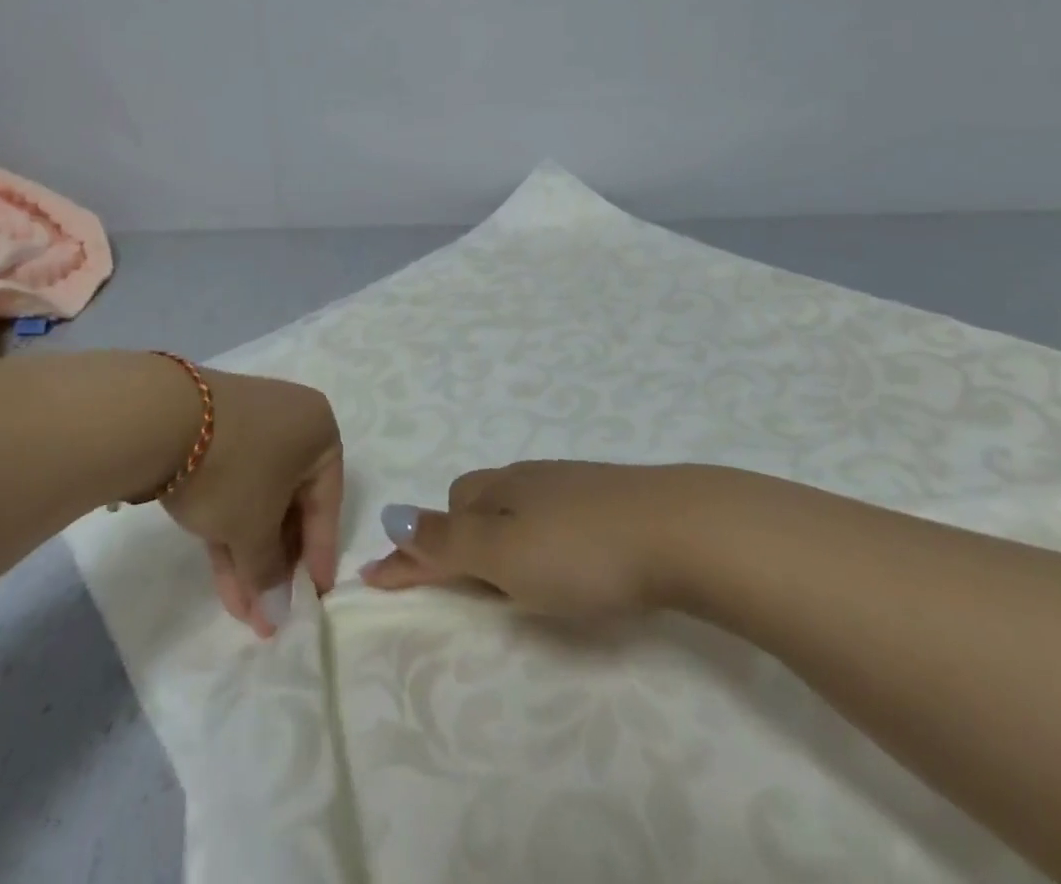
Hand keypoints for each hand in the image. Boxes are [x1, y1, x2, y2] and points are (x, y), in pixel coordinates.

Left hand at [160, 368, 342, 637]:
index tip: (316, 597)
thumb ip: (269, 573)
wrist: (162, 419)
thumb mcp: (255, 530)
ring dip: (250, 553)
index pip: (327, 502)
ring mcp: (248, 425)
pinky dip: (230, 526)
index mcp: (318, 431)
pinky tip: (223, 575)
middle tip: (271, 610)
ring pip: (258, 497)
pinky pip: (233, 485)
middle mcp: (290, 421)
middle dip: (276, 561)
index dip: (320, 555)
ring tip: (243, 610)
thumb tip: (276, 613)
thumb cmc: (233, 470)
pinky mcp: (213, 433)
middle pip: (290, 502)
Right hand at [360, 460, 671, 619]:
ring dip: (498, 535)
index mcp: (499, 489)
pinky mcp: (610, 499)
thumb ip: (447, 541)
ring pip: (517, 506)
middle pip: (476, 502)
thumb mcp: (504, 553)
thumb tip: (391, 516)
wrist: (683, 530)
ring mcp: (573, 485)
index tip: (378, 581)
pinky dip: (538, 535)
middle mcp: (529, 478)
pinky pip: (554, 513)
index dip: (411, 551)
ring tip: (507, 577)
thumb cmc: (582, 550)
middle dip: (456, 536)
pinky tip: (562, 557)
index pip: (440, 516)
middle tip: (458, 584)